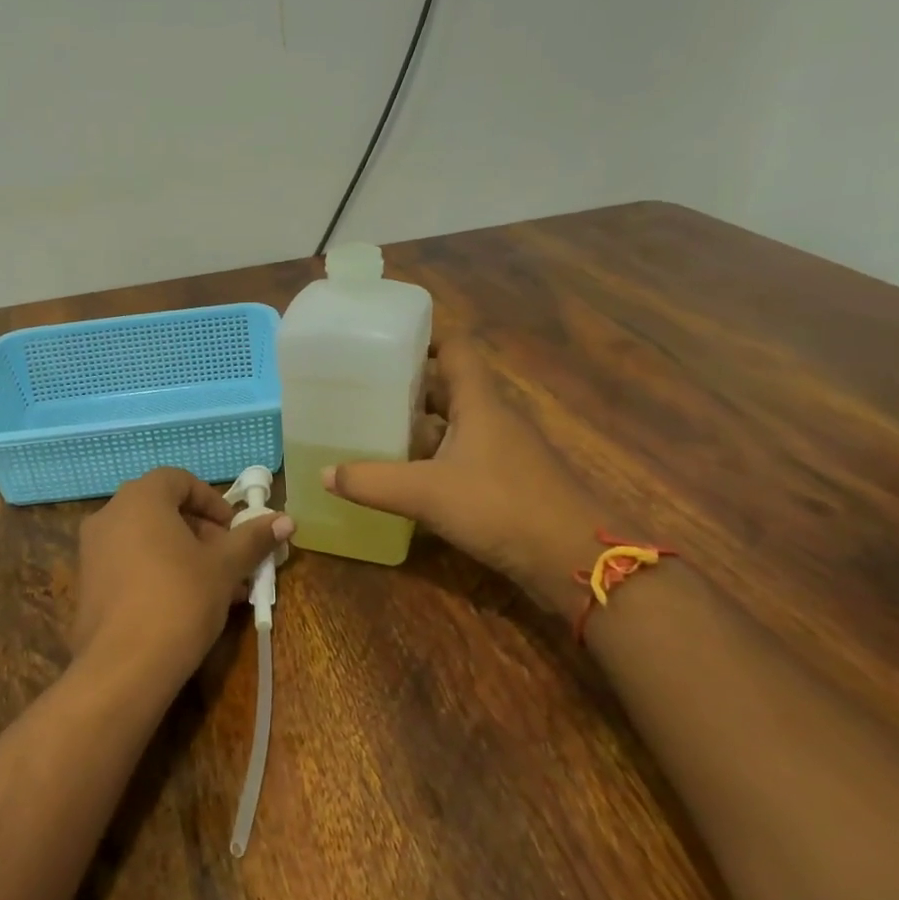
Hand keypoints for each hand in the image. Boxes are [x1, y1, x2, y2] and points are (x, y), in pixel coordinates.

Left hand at [72, 468, 293, 690]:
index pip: (179, 480)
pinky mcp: (87, 583)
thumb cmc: (179, 600)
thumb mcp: (224, 567)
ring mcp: (92, 550)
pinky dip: (157, 571)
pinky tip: (183, 606)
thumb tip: (286, 520)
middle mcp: (109, 514)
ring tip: (215, 589)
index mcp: (140, 498)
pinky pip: (129, 563)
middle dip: (202, 532)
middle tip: (230, 562)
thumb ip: (252, 539)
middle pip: (162, 509)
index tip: (234, 530)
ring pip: (147, 539)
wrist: (123, 667)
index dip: (212, 501)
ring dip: (183, 555)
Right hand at [323, 337, 596, 606]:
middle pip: (449, 388)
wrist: (574, 561)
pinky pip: (463, 457)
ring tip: (374, 430)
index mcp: (480, 403)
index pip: (455, 349)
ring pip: (455, 425)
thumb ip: (372, 482)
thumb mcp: (426, 493)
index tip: (385, 342)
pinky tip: (407, 476)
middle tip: (364, 390)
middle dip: (409, 386)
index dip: (424, 338)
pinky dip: (434, 459)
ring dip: (420, 426)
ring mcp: (504, 452)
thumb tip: (324, 473)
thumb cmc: (501, 507)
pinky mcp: (508, 483)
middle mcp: (494, 419)